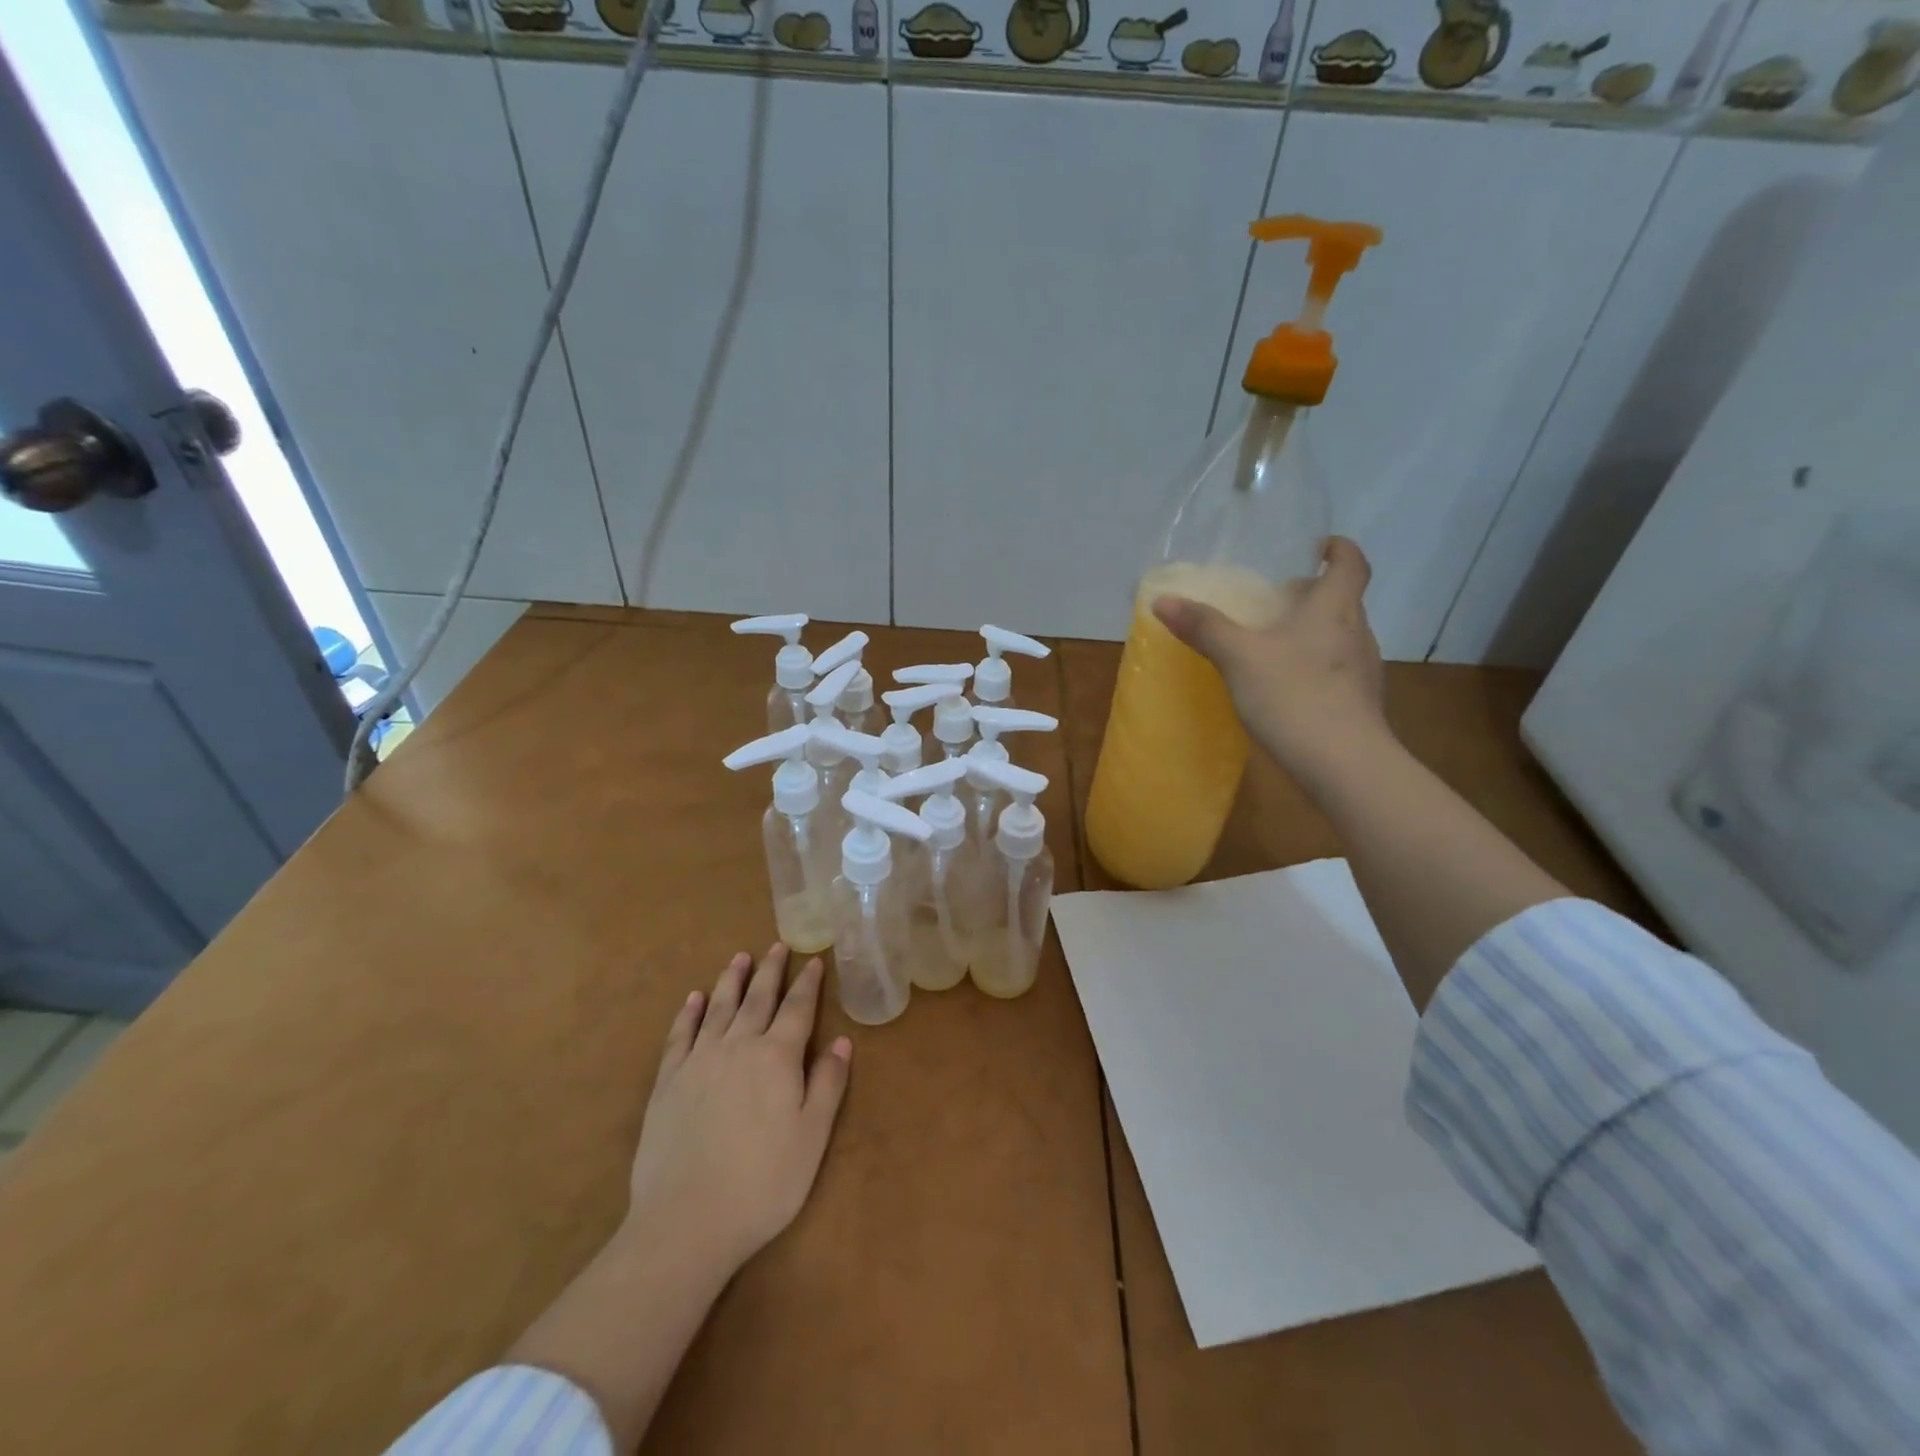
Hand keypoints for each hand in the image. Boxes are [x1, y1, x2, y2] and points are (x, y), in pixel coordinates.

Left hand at [624, 944, 850, 1275]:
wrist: (686, 1221)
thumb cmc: (763, 1183)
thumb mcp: (812, 1137)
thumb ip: (827, 1084)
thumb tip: (842, 1041)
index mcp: (777, 1057)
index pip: (797, 1009)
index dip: (807, 984)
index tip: (813, 960)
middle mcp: (738, 1047)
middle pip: (758, 999)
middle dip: (770, 971)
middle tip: (776, 945)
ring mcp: (699, 1061)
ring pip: (719, 1008)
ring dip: (731, 980)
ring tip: (739, 957)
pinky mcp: (667, 1082)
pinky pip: (680, 1035)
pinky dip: (689, 1013)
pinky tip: (694, 998)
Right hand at [1153, 536, 1389, 782]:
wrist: (1344, 764)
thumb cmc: (1294, 695)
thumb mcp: (1239, 657)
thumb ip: (1203, 627)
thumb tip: (1162, 600)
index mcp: (1335, 608)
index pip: (1351, 563)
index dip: (1338, 549)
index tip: (1318, 546)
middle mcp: (1357, 632)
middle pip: (1341, 601)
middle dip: (1312, 595)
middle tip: (1275, 600)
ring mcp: (1364, 671)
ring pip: (1339, 636)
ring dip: (1312, 632)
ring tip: (1273, 645)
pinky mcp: (1360, 704)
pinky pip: (1336, 671)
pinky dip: (1313, 667)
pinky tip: (1285, 688)